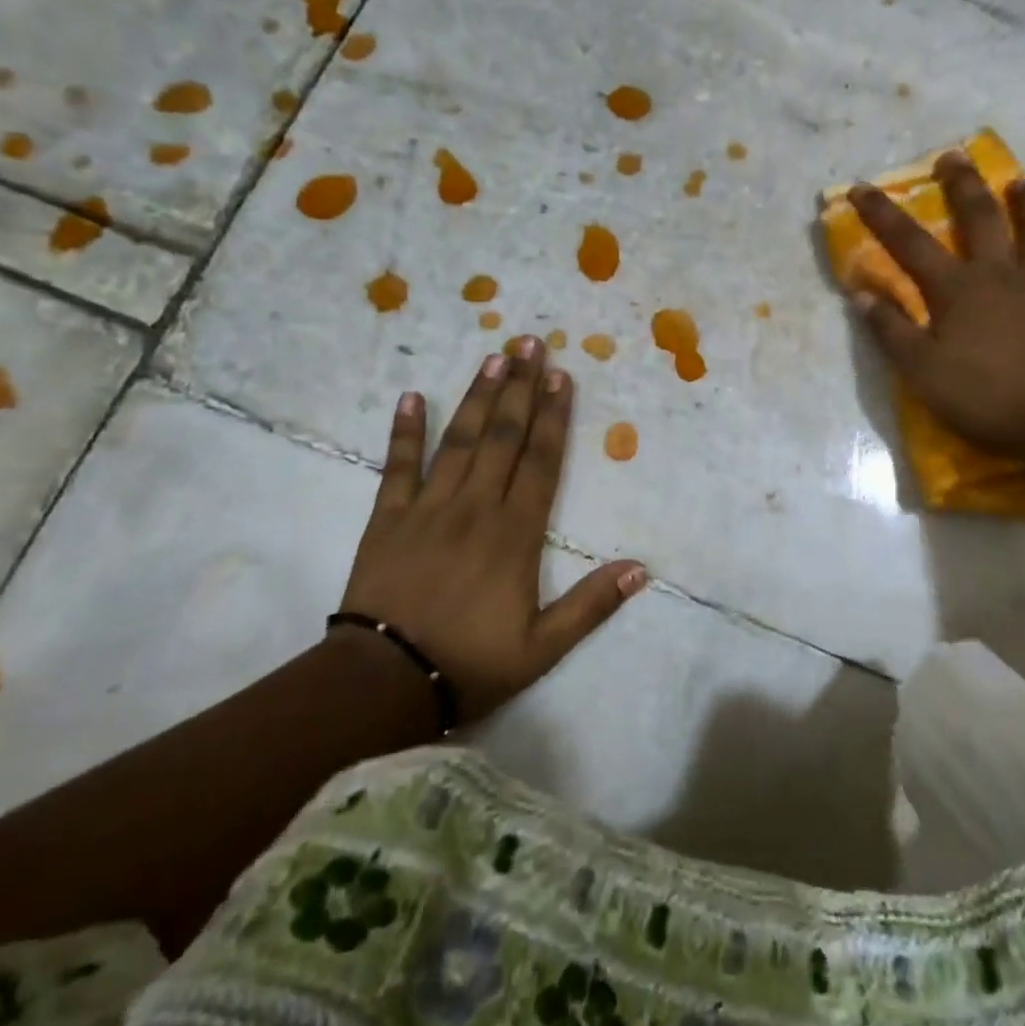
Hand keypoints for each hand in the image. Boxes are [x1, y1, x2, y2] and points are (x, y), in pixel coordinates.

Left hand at [335, 338, 646, 720]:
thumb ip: (591, 605)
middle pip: (502, 437)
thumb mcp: (542, 647)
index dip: (553, 418)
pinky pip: (396, 467)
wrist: (382, 682)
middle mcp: (475, 508)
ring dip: (477, 396)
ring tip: (493, 356)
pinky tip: (410, 397)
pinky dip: (404, 432)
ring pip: (458, 441)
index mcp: (514, 535)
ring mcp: (427, 508)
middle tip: (530, 343)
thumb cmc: (469, 663)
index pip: (541, 463)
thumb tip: (641, 569)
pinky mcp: (387, 519)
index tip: (561, 377)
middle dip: (520, 388)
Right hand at [846, 151, 1024, 456]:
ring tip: (1024, 184)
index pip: (910, 244)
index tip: (863, 187)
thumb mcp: (918, 368)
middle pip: (982, 220)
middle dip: (964, 186)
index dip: (883, 215)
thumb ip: (890, 329)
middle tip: (955, 156)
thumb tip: (862, 293)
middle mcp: (1001, 277)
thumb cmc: (980, 394)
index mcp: (957, 289)